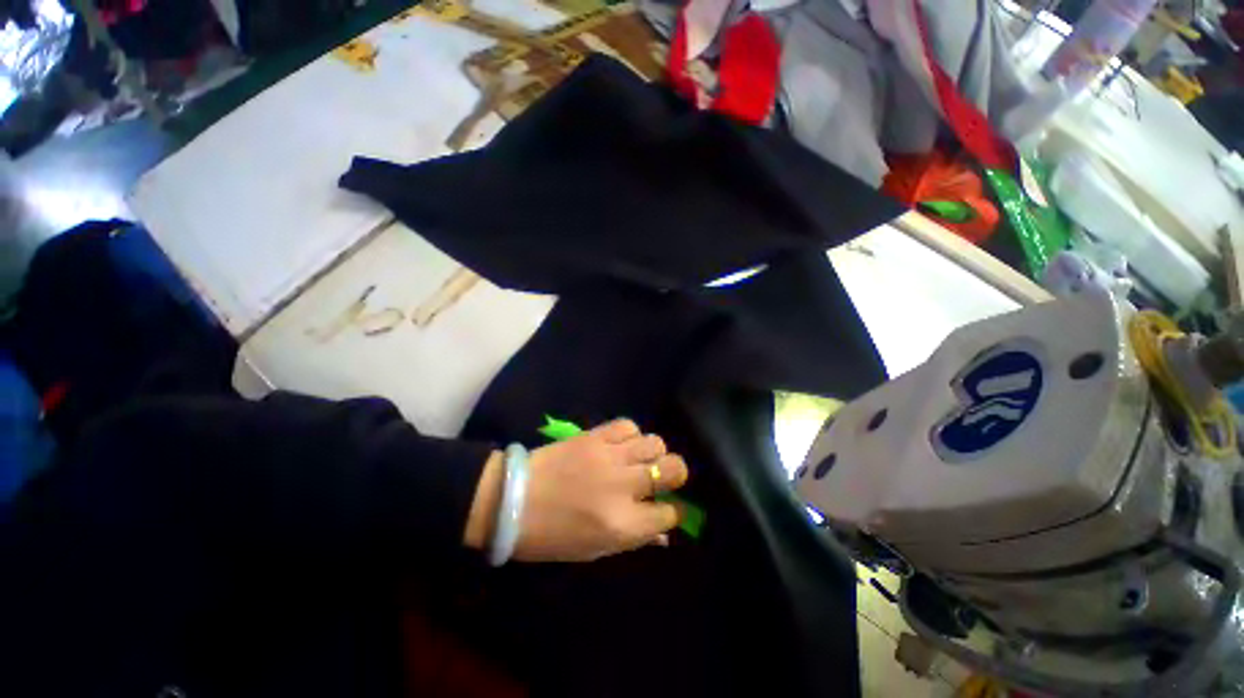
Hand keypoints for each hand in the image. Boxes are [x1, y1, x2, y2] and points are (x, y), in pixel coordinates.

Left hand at [464, 419, 688, 562]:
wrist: (510, 499)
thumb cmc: (550, 536)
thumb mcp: (593, 550)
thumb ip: (634, 538)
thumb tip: (663, 530)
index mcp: (621, 524)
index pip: (668, 514)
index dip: (673, 512)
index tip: (669, 508)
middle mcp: (622, 486)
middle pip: (672, 468)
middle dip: (677, 474)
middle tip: (665, 478)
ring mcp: (609, 456)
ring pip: (655, 443)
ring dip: (655, 453)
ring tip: (642, 460)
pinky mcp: (594, 436)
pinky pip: (628, 425)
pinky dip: (631, 435)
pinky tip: (623, 445)